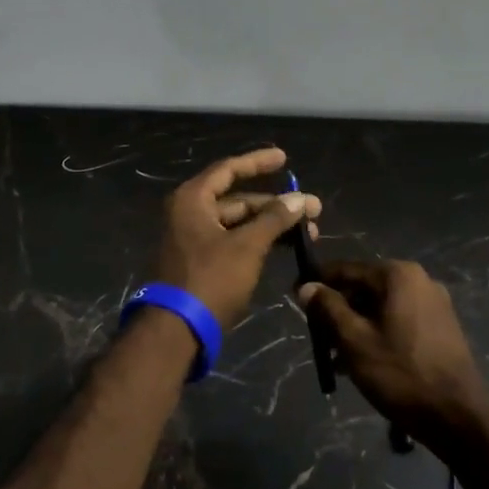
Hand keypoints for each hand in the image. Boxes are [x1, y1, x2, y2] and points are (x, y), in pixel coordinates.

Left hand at [152, 147, 320, 328]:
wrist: (176, 330)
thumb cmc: (210, 279)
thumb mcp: (247, 246)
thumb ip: (274, 219)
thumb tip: (299, 199)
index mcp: (193, 199)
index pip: (229, 169)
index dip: (258, 162)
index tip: (285, 158)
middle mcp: (189, 213)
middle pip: (237, 199)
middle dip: (275, 204)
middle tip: (312, 211)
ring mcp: (192, 239)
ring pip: (237, 223)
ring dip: (269, 225)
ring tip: (305, 233)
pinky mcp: (199, 263)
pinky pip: (232, 241)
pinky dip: (256, 241)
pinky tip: (281, 248)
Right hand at [299, 260, 488, 445]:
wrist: (460, 417)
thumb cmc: (401, 374)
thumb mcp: (354, 341)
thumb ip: (328, 308)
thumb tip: (306, 286)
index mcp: (398, 275)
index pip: (346, 269)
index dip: (317, 283)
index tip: (294, 297)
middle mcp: (418, 280)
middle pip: (364, 287)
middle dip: (337, 310)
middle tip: (316, 336)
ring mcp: (433, 303)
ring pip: (380, 306)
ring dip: (355, 325)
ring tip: (334, 357)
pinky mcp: (440, 327)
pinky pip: (398, 320)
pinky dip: (377, 333)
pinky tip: (361, 362)